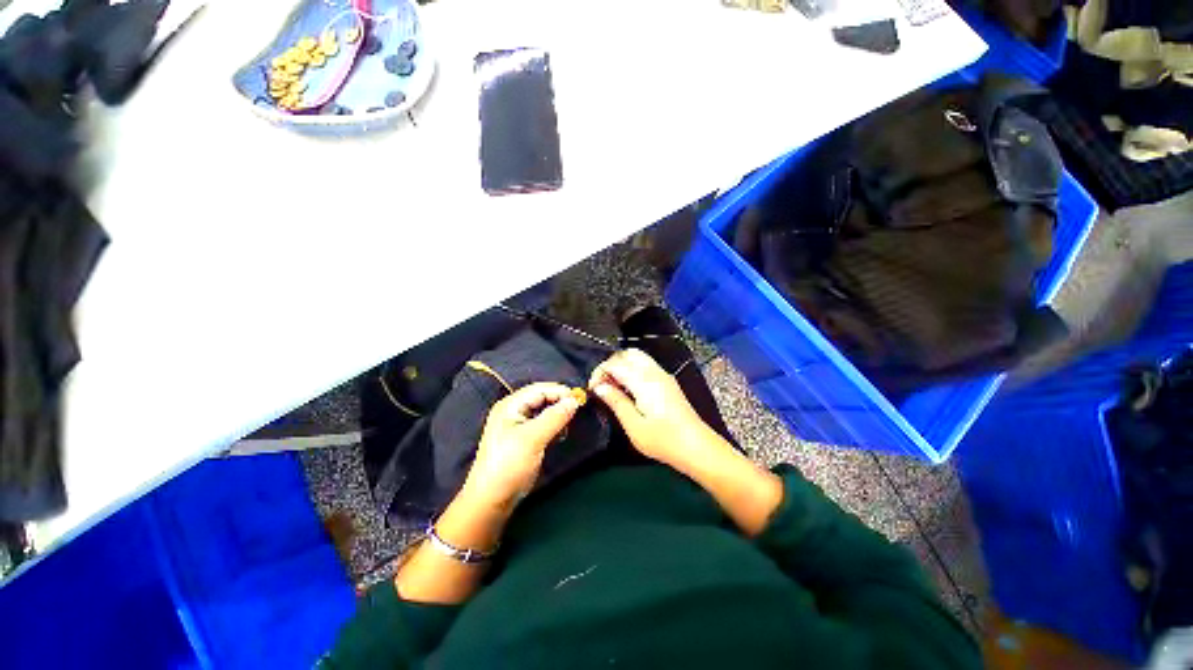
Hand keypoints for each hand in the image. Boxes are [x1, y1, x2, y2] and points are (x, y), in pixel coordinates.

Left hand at [462, 382, 579, 509]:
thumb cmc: (509, 464)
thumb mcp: (533, 438)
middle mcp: (513, 411)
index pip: (539, 389)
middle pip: (542, 398)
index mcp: (511, 405)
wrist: (492, 500)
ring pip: (543, 411)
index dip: (559, 392)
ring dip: (557, 415)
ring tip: (567, 427)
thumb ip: (555, 417)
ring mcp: (518, 425)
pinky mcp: (523, 439)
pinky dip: (553, 427)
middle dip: (559, 403)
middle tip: (576, 412)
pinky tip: (560, 435)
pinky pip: (542, 425)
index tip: (579, 400)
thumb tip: (575, 400)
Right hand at [588, 348, 718, 466]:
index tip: (592, 389)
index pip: (615, 363)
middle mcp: (654, 371)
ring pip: (637, 357)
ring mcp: (663, 375)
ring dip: (622, 365)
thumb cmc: (663, 439)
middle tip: (603, 384)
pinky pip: (646, 365)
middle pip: (627, 353)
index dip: (599, 372)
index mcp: (643, 380)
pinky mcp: (668, 381)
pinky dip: (632, 369)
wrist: (697, 447)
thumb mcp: (633, 425)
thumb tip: (599, 387)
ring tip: (614, 387)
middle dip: (611, 364)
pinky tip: (629, 389)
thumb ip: (615, 402)